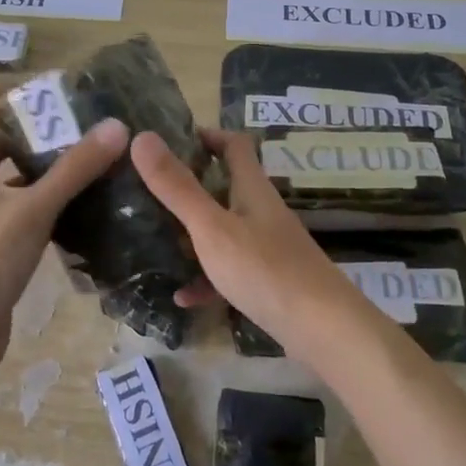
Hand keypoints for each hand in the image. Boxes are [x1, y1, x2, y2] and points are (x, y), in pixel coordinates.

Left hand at [0, 82, 130, 385]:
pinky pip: (20, 216)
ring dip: (41, 173)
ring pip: (9, 184)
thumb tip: (116, 126)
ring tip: (88, 166)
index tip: (21, 94)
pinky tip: (81, 211)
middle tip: (74, 130)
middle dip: (28, 136)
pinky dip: (45, 208)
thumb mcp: (32, 209)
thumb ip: (74, 169)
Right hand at [129, 127, 382, 367]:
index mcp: (252, 188)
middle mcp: (261, 211)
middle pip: (225, 186)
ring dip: (193, 233)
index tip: (169, 140)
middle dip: (189, 185)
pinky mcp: (268, 282)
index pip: (234, 144)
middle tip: (148, 191)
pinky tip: (182, 296)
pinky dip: (205, 278)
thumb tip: (142, 137)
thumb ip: (177, 187)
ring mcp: (267, 247)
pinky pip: (229, 272)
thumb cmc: (265, 269)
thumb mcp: (211, 227)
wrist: (323, 330)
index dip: (206, 135)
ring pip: (224, 230)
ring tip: (154, 238)